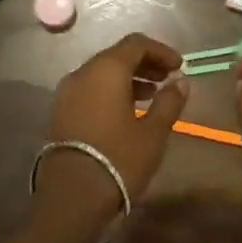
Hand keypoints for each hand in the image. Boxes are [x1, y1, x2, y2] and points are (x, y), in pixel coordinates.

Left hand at [42, 32, 187, 220]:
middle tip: (168, 78)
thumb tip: (181, 81)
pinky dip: (111, 91)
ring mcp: (67, 93)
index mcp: (106, 69)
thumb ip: (169, 102)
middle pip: (117, 55)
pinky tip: (127, 111)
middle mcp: (83, 73)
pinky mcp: (60, 112)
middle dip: (145, 63)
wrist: (71, 199)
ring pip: (102, 73)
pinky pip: (90, 89)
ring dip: (129, 78)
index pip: (136, 43)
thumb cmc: (118, 159)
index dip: (160, 51)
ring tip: (152, 95)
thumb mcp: (153, 133)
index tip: (179, 66)